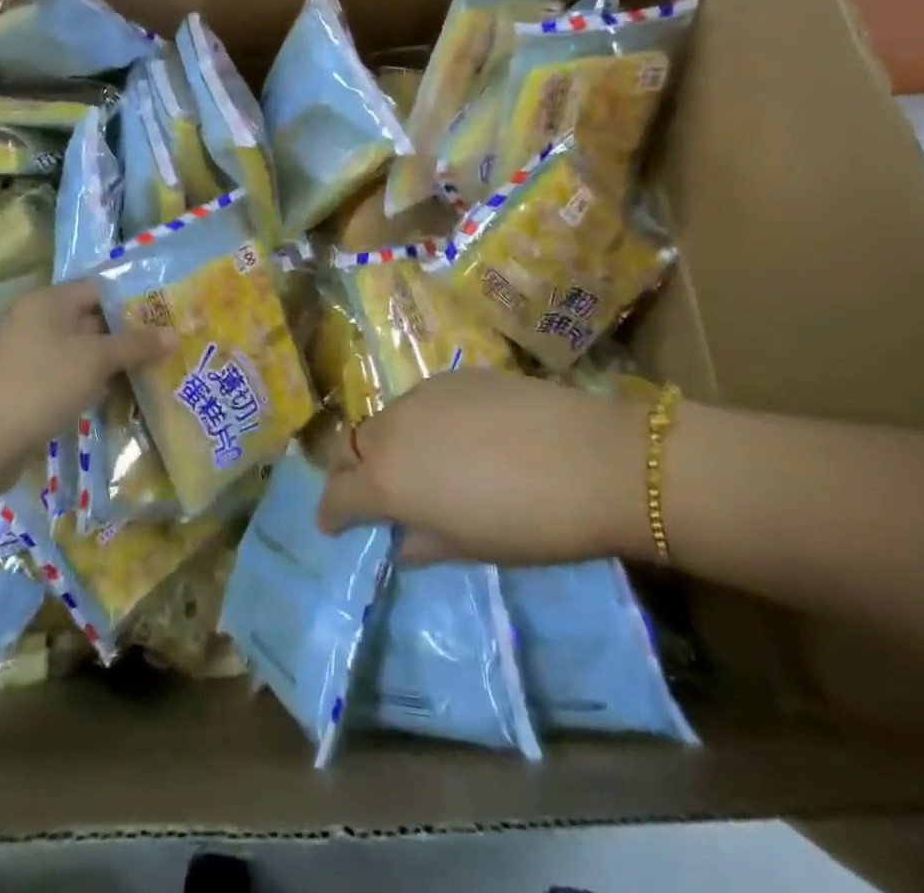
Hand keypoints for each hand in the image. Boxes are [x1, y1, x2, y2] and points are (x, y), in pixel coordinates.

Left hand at [0, 280, 172, 466]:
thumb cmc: (43, 385)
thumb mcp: (96, 361)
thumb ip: (136, 345)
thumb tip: (175, 334)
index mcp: (48, 301)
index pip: (99, 289)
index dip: (132, 301)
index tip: (164, 317)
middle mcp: (35, 319)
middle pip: (90, 318)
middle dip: (125, 333)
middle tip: (164, 346)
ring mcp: (27, 353)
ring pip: (79, 349)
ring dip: (110, 360)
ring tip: (149, 371)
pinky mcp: (25, 383)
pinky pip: (66, 372)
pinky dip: (89, 379)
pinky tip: (114, 394)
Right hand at [316, 370, 652, 565]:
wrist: (592, 459)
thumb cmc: (527, 523)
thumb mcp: (470, 547)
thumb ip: (424, 543)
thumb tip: (402, 542)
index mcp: (386, 480)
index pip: (337, 495)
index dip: (331, 513)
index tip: (334, 526)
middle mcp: (391, 430)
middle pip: (348, 447)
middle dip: (347, 471)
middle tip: (367, 492)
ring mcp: (421, 395)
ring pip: (384, 420)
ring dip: (385, 445)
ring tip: (417, 464)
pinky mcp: (453, 375)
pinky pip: (420, 401)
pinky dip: (421, 422)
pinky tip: (457, 436)